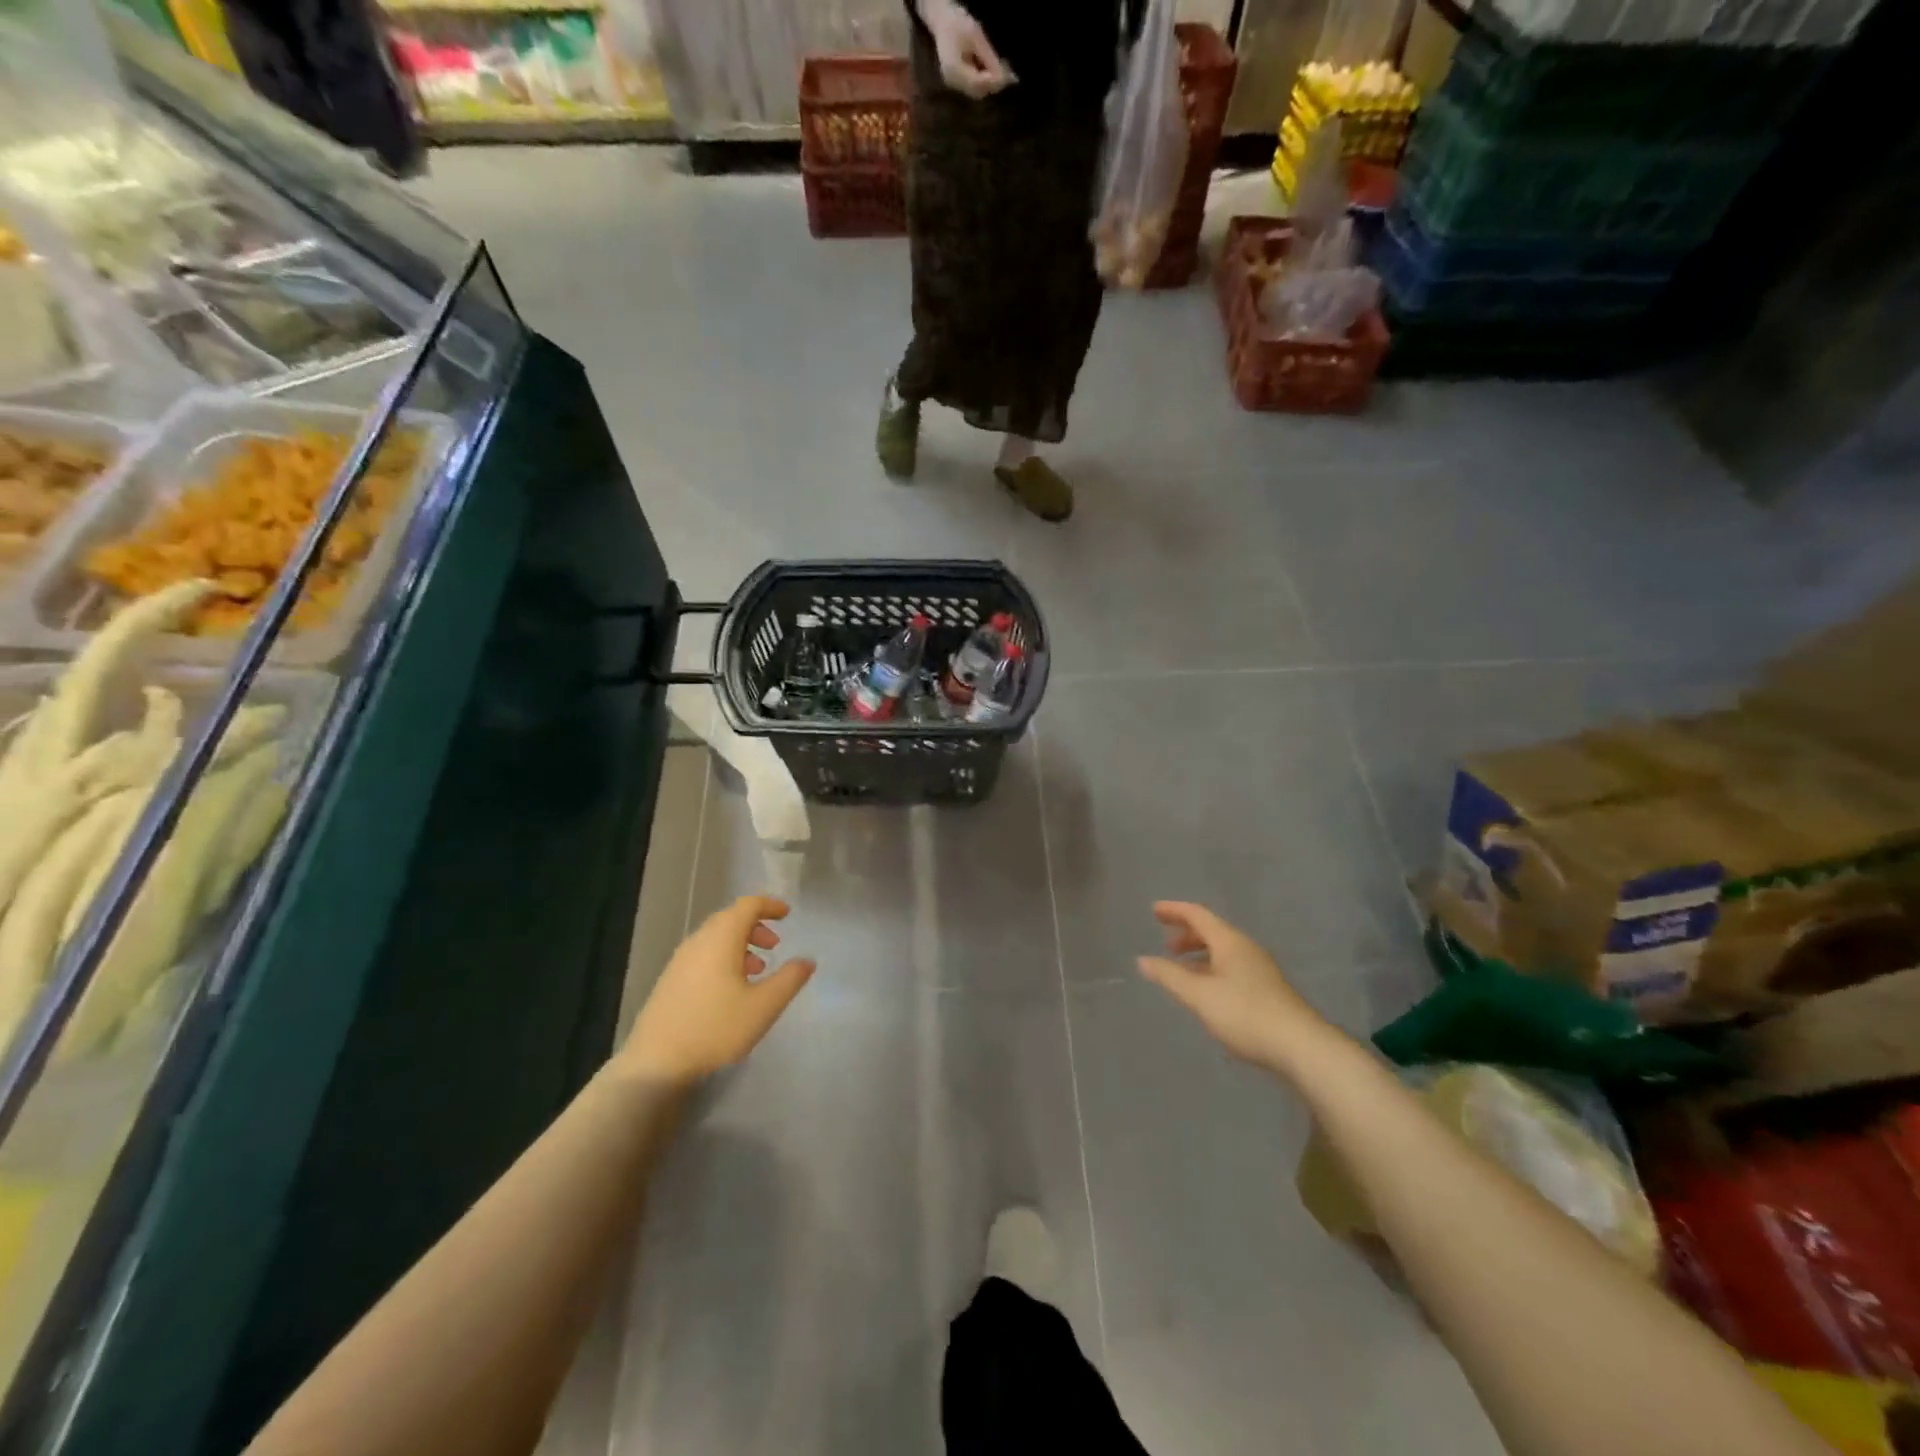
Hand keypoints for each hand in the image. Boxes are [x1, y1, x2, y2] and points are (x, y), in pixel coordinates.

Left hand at [622, 896, 814, 1086]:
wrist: (656, 1062)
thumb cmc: (716, 1028)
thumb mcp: (764, 1006)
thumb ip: (789, 979)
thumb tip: (807, 960)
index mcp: (721, 938)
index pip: (748, 905)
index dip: (770, 905)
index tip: (787, 914)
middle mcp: (698, 941)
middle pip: (730, 919)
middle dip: (756, 926)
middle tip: (774, 945)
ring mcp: (680, 961)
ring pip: (715, 938)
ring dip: (740, 945)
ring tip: (757, 970)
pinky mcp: (670, 980)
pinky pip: (703, 955)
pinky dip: (723, 958)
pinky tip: (730, 989)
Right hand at [922, 0, 1013, 98]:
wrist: (942, 20)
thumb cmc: (957, 23)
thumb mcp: (976, 36)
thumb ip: (988, 58)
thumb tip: (1004, 76)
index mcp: (954, 70)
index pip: (978, 83)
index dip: (994, 81)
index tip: (1010, 77)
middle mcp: (953, 83)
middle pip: (978, 91)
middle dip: (994, 84)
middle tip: (1009, 75)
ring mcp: (953, 85)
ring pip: (977, 92)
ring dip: (990, 84)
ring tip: (1002, 72)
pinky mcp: (956, 83)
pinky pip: (973, 87)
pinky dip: (984, 82)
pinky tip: (991, 72)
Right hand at [1137, 902, 1330, 1070]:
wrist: (1302, 1047)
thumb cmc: (1245, 1014)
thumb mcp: (1199, 996)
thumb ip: (1169, 976)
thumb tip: (1142, 960)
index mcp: (1230, 942)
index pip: (1198, 915)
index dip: (1174, 910)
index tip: (1153, 910)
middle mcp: (1246, 949)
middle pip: (1212, 931)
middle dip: (1186, 934)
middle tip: (1165, 944)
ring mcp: (1259, 970)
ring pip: (1223, 951)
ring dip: (1199, 954)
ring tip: (1181, 969)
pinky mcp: (1267, 990)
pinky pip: (1231, 968)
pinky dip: (1211, 969)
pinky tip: (1206, 991)